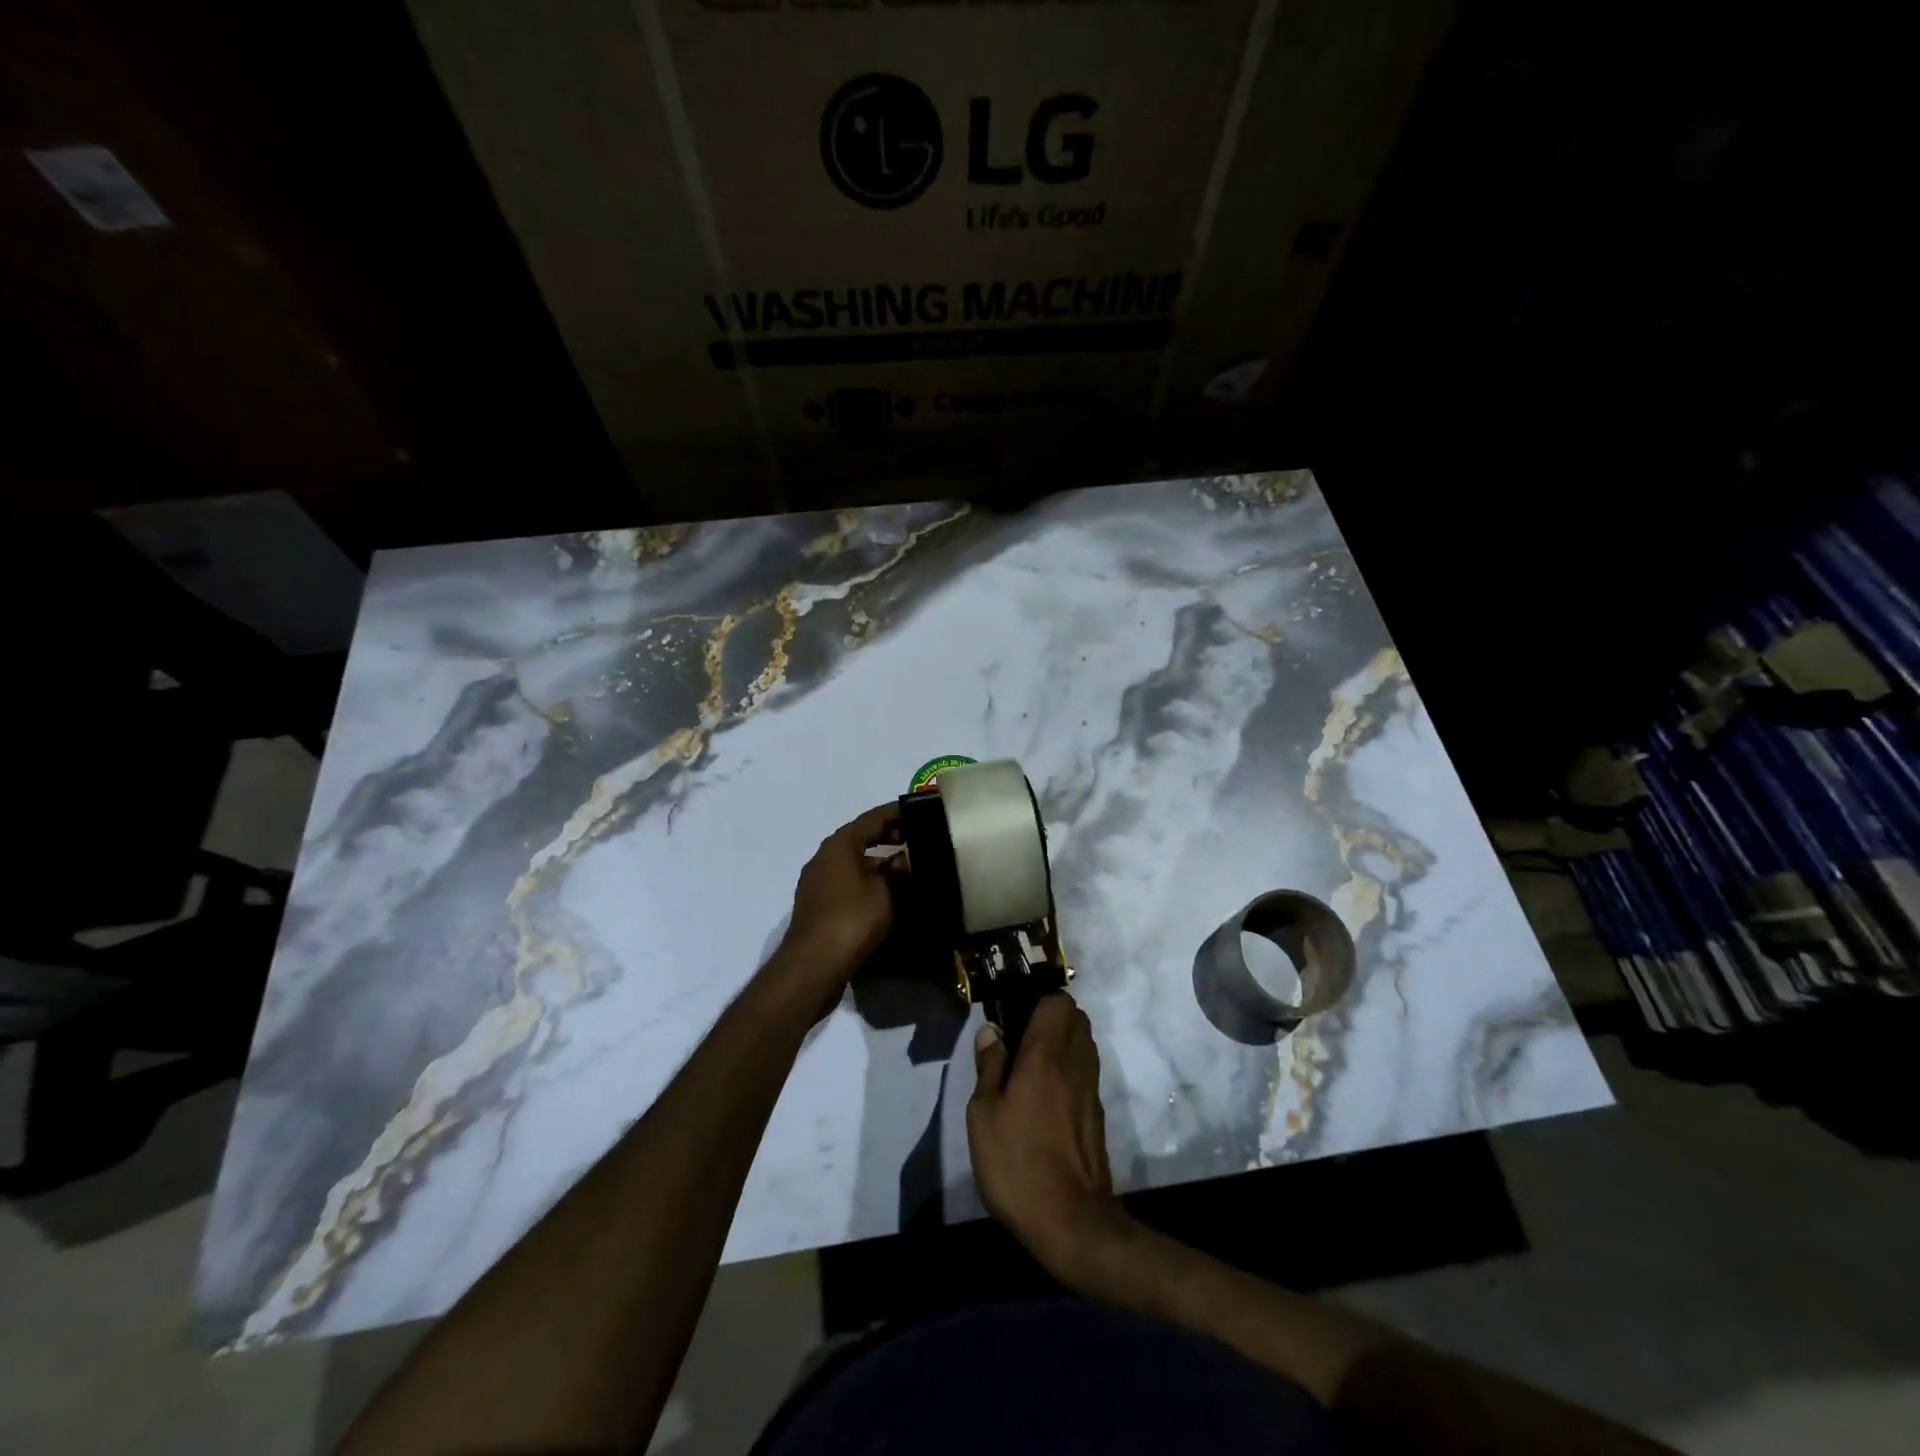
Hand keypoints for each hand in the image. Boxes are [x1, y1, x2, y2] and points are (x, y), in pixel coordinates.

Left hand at [771, 804, 900, 1015]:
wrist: (813, 966)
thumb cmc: (852, 919)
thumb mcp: (886, 892)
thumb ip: (899, 872)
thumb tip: (906, 860)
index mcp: (839, 845)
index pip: (872, 818)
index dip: (897, 814)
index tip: (921, 812)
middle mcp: (824, 858)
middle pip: (861, 838)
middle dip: (890, 838)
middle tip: (920, 840)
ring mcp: (818, 883)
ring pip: (855, 863)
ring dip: (880, 863)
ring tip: (909, 868)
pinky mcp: (819, 907)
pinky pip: (849, 884)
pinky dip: (869, 882)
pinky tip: (889, 894)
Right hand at [967, 993, 1133, 1280]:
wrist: (1070, 1222)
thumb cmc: (1017, 1162)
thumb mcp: (984, 1114)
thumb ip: (989, 1066)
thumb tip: (991, 1031)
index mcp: (1046, 1054)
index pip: (1058, 1001)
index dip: (1038, 997)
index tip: (1014, 1010)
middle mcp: (1075, 1063)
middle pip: (1076, 1017)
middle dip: (1052, 1016)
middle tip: (1020, 1034)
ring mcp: (1091, 1089)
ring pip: (1084, 1044)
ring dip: (1062, 1041)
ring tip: (1030, 1063)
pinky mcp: (1097, 1115)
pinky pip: (1085, 1072)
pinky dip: (1069, 1068)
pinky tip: (1045, 1094)